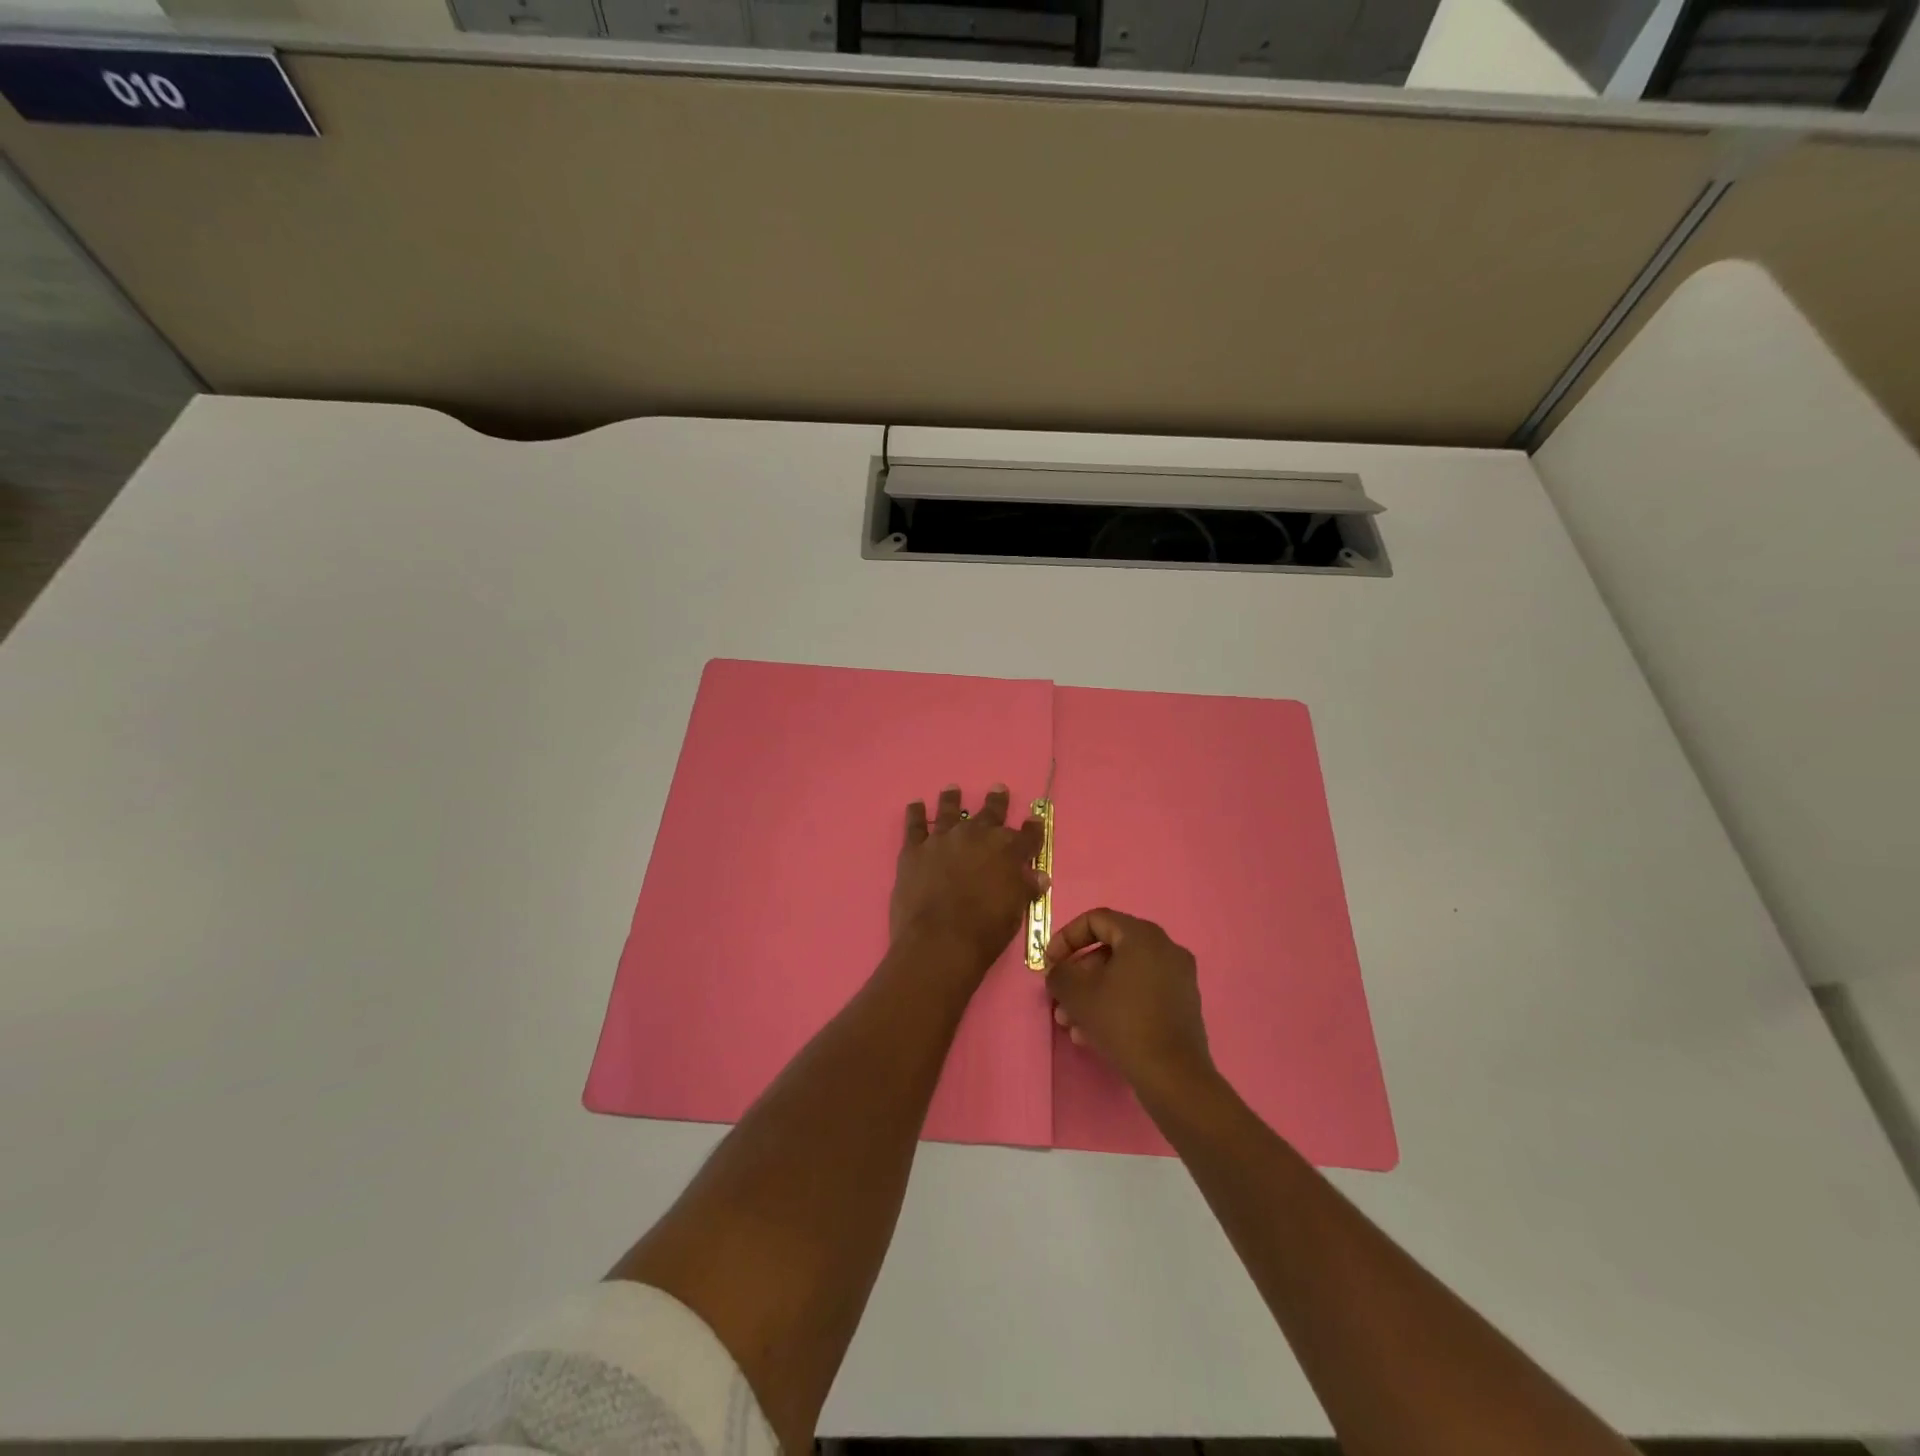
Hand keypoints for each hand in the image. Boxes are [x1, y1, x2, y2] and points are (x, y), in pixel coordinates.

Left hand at [890, 784, 1047, 977]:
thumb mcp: (1015, 912)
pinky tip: (915, 804)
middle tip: (998, 788)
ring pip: (950, 810)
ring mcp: (943, 839)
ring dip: (952, 799)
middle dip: (996, 801)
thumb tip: (1039, 876)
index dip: (1033, 828)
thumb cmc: (985, 931)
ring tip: (952, 789)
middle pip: (990, 813)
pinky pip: (915, 825)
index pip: (1027, 835)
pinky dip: (915, 813)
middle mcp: (977, 836)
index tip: (1034, 820)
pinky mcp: (914, 849)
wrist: (940, 941)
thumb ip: (1026, 888)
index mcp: (1007, 851)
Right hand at [1045, 908, 1214, 1097]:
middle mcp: (1165, 948)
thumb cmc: (1122, 1022)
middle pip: (1110, 950)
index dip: (1066, 938)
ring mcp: (1178, 977)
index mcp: (1142, 935)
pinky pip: (1142, 993)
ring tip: (1073, 1026)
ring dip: (1094, 995)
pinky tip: (1095, 1035)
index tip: (1050, 964)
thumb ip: (1059, 973)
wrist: (1173, 1076)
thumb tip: (1058, 969)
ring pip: (1124, 976)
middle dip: (1079, 975)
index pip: (1096, 920)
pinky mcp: (1183, 1004)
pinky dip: (1117, 1004)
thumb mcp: (1077, 994)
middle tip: (1060, 1000)